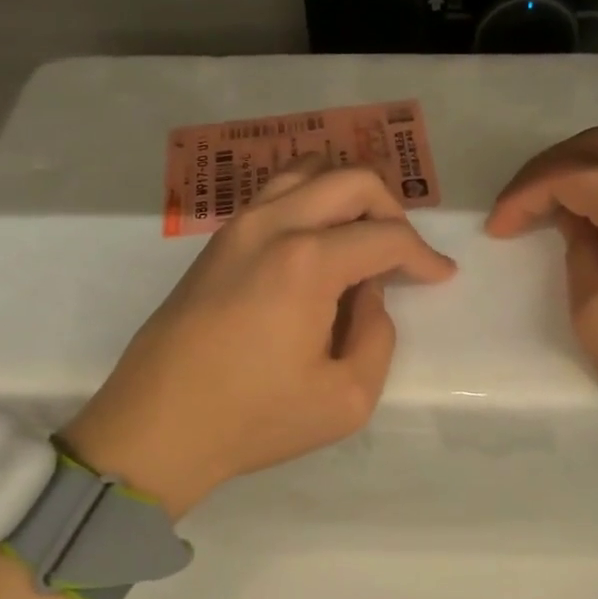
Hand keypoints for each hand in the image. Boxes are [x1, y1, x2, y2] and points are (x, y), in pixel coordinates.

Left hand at [64, 158, 457, 519]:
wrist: (156, 427)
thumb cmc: (253, 419)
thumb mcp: (346, 398)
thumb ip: (378, 336)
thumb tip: (369, 294)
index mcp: (308, 262)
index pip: (386, 235)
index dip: (423, 255)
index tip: (441, 276)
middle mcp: (274, 225)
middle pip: (351, 180)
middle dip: (391, 210)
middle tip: (402, 254)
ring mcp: (239, 225)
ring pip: (309, 171)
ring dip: (347, 195)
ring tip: (361, 238)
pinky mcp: (218, 239)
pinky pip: (276, 193)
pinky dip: (310, 200)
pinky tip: (318, 241)